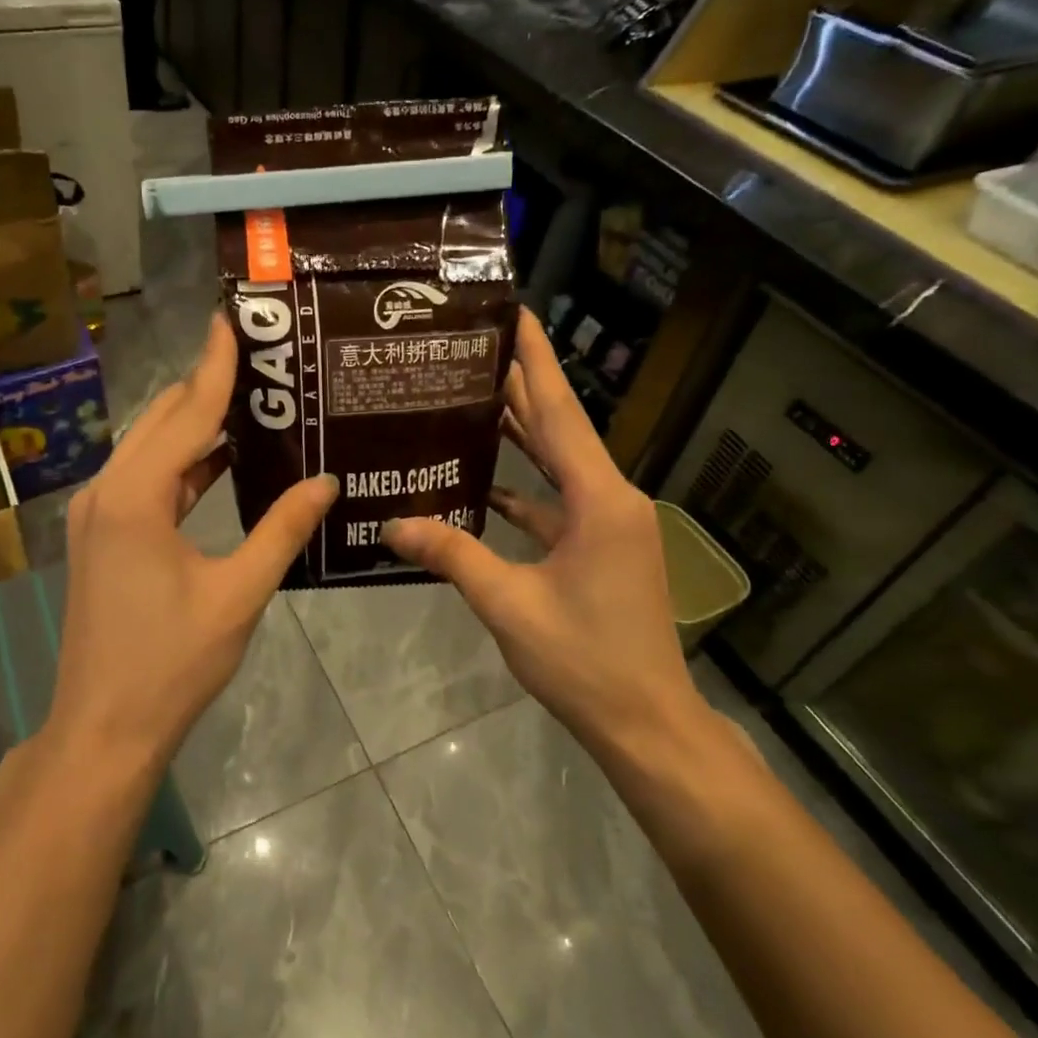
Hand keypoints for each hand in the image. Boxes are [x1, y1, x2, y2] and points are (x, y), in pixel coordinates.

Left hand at [45, 313, 337, 775]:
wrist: (104, 729)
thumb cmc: (172, 663)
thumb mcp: (238, 594)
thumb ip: (283, 530)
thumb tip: (328, 481)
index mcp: (136, 497)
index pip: (187, 413)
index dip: (216, 365)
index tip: (234, 318)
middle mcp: (107, 491)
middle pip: (162, 420)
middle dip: (207, 385)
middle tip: (261, 357)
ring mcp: (98, 514)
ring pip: (153, 449)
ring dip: (198, 425)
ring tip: (254, 400)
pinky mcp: (102, 536)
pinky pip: (148, 481)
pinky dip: (185, 464)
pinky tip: (225, 459)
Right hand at [383, 308, 709, 758]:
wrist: (646, 724)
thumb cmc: (585, 661)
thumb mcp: (511, 605)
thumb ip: (452, 556)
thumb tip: (391, 525)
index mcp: (599, 500)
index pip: (559, 413)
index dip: (536, 360)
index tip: (516, 312)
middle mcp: (610, 499)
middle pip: (558, 429)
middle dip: (520, 386)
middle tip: (473, 348)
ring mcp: (608, 525)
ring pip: (557, 465)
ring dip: (519, 434)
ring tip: (471, 398)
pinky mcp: (600, 549)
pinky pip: (556, 503)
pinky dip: (522, 489)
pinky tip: (482, 482)